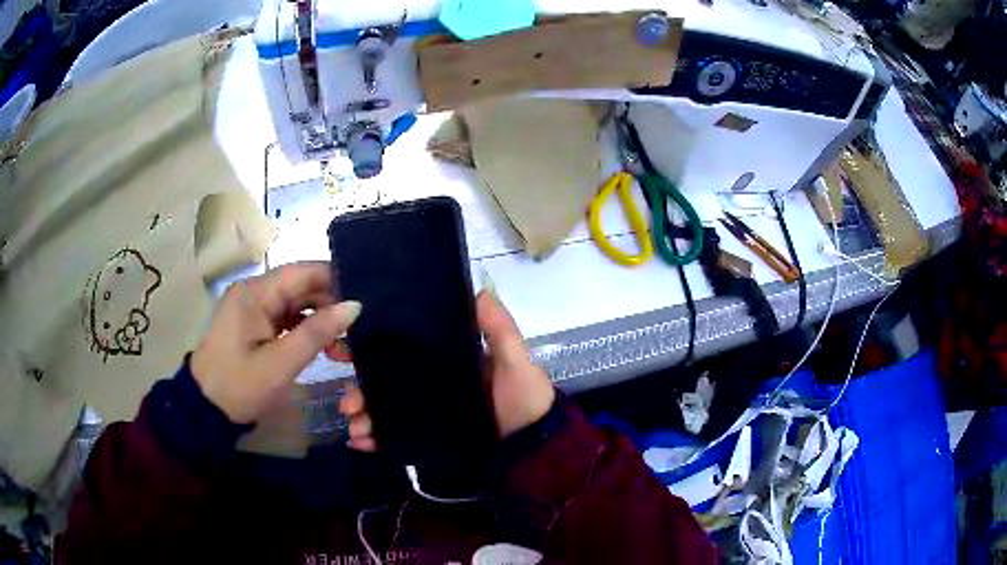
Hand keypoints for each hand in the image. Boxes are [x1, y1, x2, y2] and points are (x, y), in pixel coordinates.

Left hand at [191, 262, 360, 423]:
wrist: (205, 410)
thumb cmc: (239, 386)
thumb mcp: (280, 364)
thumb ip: (317, 333)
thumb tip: (355, 306)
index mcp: (255, 293)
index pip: (302, 272)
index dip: (335, 281)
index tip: (364, 300)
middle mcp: (254, 292)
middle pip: (300, 287)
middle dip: (330, 306)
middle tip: (359, 332)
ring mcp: (253, 309)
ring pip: (296, 304)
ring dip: (321, 321)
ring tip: (345, 347)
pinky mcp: (254, 325)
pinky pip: (287, 319)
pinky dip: (306, 331)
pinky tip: (325, 348)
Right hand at [338, 290, 554, 450]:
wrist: (534, 448)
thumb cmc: (524, 399)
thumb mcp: (515, 360)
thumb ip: (499, 329)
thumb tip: (478, 289)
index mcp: (446, 361)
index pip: (402, 351)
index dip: (371, 350)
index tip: (345, 348)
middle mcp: (432, 385)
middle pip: (386, 383)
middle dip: (360, 390)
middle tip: (347, 403)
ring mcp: (429, 414)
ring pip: (386, 411)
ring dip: (364, 417)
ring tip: (355, 429)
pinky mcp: (430, 440)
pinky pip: (397, 438)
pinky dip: (376, 441)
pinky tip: (361, 444)